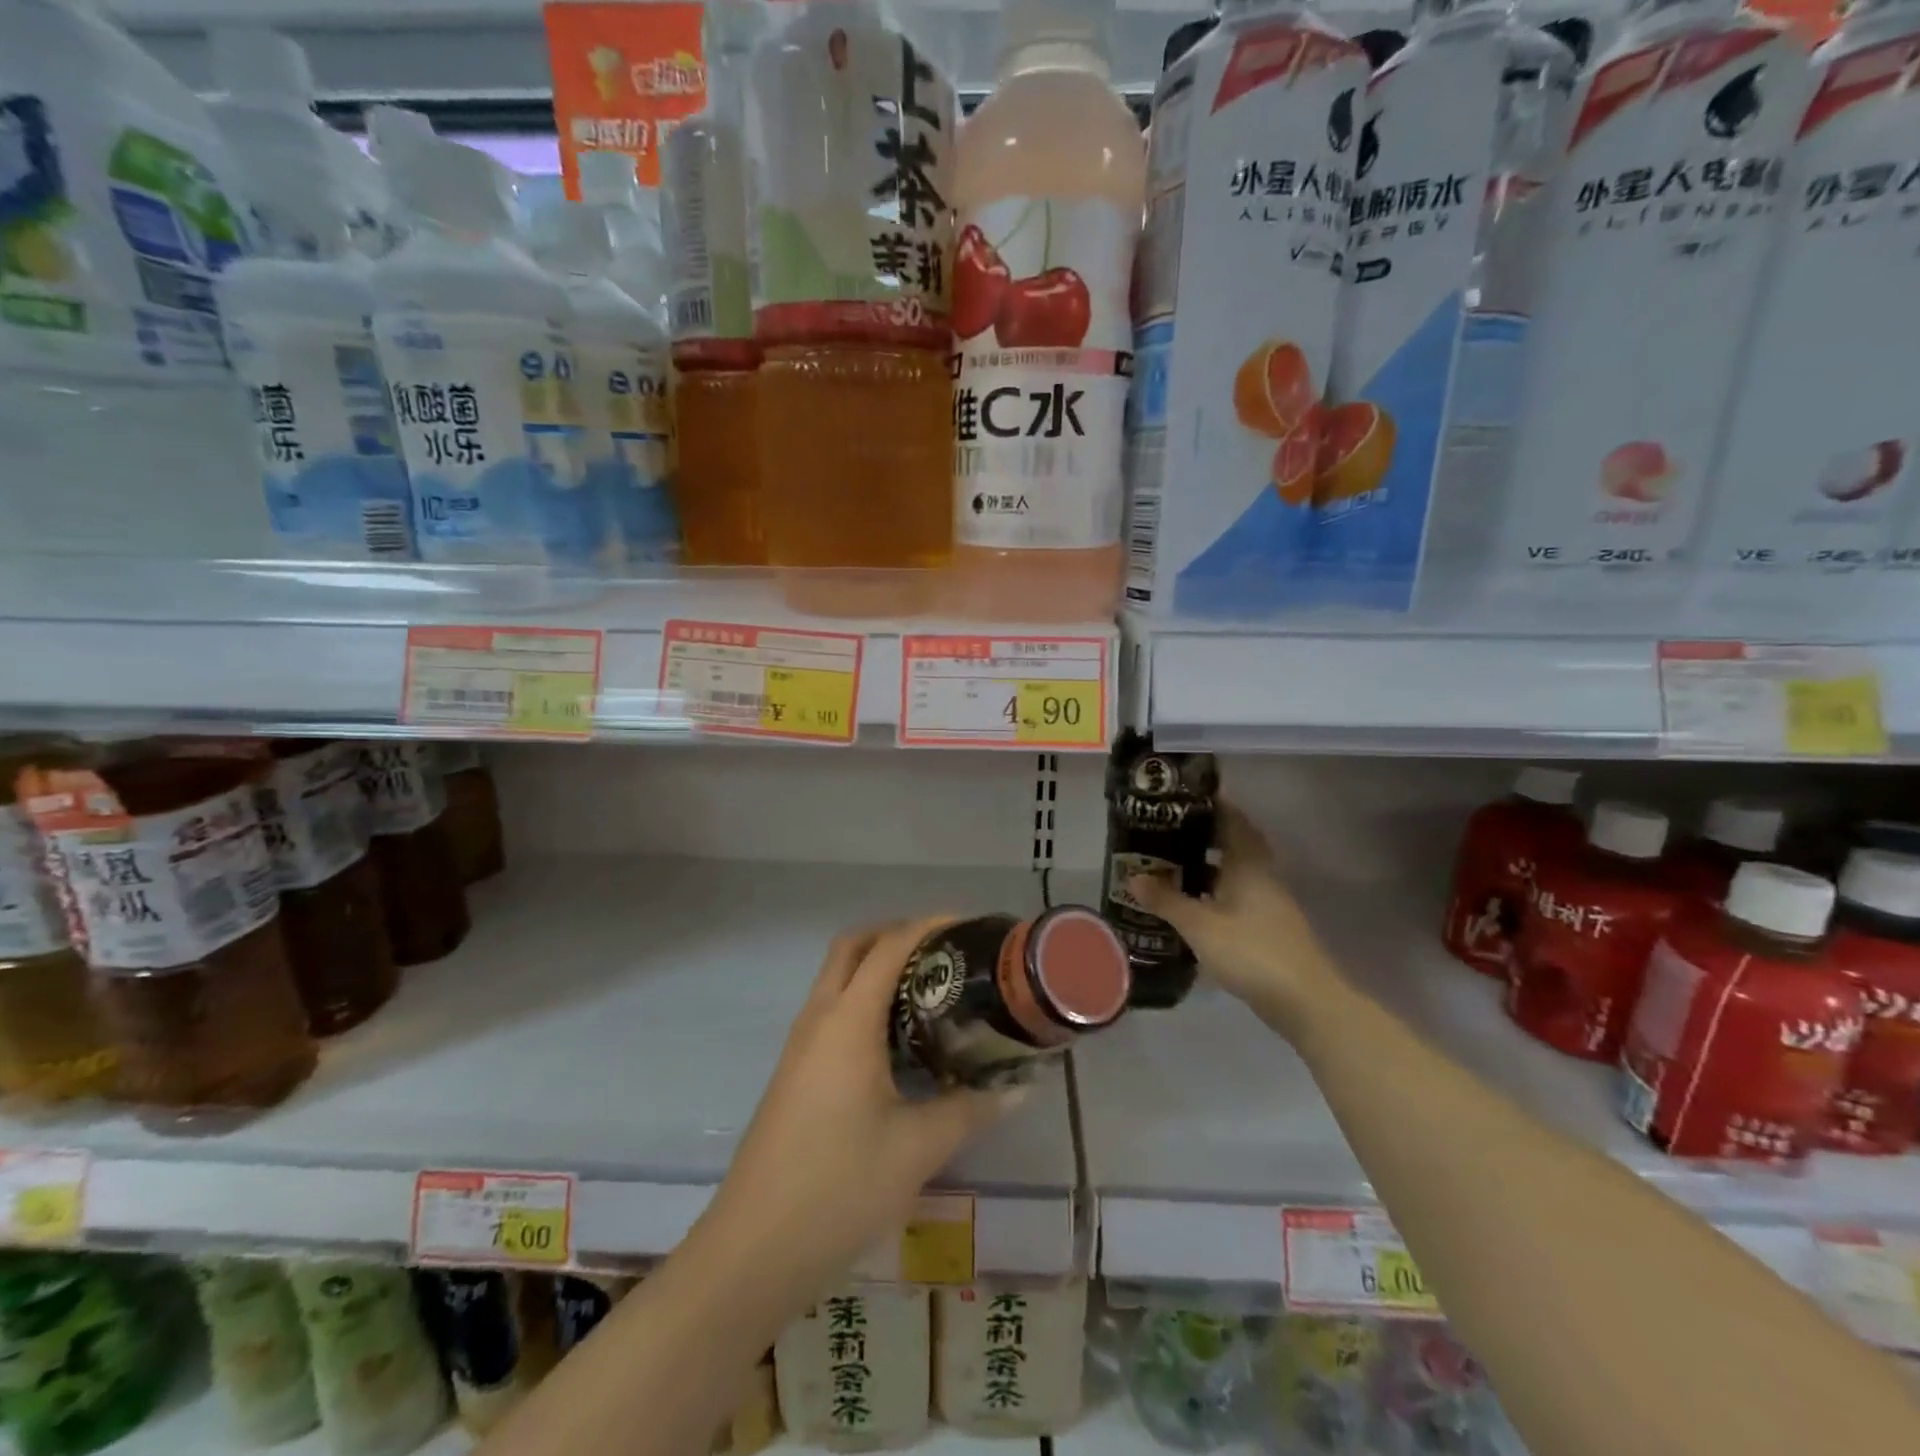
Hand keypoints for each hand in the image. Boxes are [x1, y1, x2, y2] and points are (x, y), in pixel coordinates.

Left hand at [698, 919, 1019, 1307]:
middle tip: (946, 952)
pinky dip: (865, 999)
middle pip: (853, 947)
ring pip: (838, 978)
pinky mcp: (795, 1072)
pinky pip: (832, 1010)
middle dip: (897, 934)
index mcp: (847, 1021)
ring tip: (931, 989)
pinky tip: (899, 1040)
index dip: (929, 925)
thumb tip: (1018, 1086)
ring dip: (878, 966)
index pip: (889, 946)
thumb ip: (970, 1109)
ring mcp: (800, 1046)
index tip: (970, 926)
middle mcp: (819, 1019)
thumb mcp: (918, 1148)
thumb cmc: (839, 1187)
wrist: (753, 1250)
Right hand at [1128, 803, 1338, 1033]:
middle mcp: (1261, 875)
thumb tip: (1133, 877)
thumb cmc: (1251, 952)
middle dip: (1204, 834)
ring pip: (1234, 871)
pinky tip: (1192, 902)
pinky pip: (1236, 894)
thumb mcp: (1200, 926)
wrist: (1305, 1001)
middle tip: (1167, 829)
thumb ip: (1166, 900)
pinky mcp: (1267, 926)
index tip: (1183, 795)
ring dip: (1207, 864)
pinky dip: (1214, 891)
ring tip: (1170, 862)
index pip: (1232, 820)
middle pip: (1234, 843)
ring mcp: (1268, 901)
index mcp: (1248, 864)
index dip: (1212, 804)